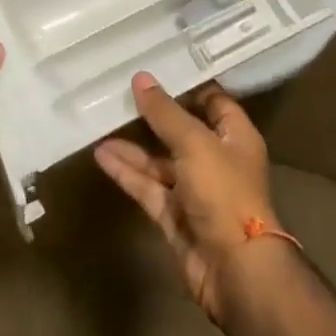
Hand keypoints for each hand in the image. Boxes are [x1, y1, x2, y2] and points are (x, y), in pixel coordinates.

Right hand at [94, 73, 279, 322]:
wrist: (235, 271)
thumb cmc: (224, 193)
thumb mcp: (195, 142)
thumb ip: (165, 112)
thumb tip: (141, 78)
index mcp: (235, 137)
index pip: (212, 100)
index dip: (187, 84)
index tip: (156, 65)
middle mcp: (216, 160)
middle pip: (181, 130)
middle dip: (152, 113)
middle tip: (118, 89)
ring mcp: (194, 190)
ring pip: (159, 160)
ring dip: (132, 145)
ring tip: (100, 121)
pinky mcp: (174, 216)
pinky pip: (147, 186)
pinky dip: (126, 172)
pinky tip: (101, 155)